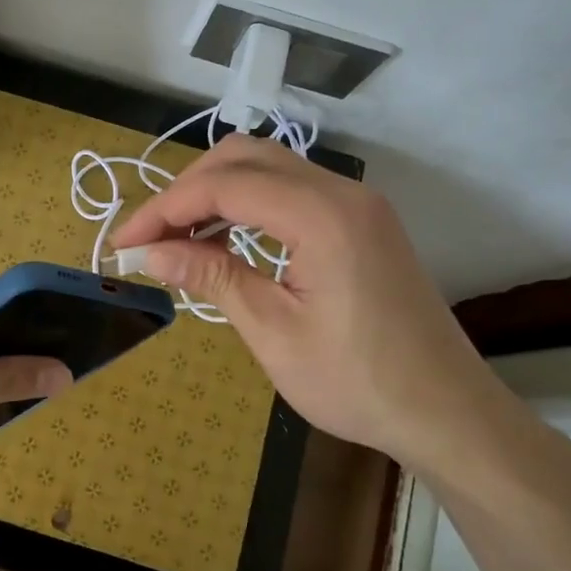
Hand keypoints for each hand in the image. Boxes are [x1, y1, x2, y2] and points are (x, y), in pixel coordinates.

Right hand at [110, 136, 526, 476]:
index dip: (164, 208)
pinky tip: (224, 242)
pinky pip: (291, 193)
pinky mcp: (361, 223)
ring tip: (176, 240)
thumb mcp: (273, 331)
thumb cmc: (357, 381)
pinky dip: (247, 206)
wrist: (446, 412)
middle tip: (149, 238)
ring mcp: (356, 204)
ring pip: (268, 169)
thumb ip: (212, 276)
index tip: (124, 242)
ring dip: (215, 194)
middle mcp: (341, 192)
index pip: (224, 185)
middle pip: (244, 159)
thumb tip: (150, 252)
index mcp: (321, 215)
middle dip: (186, 190)